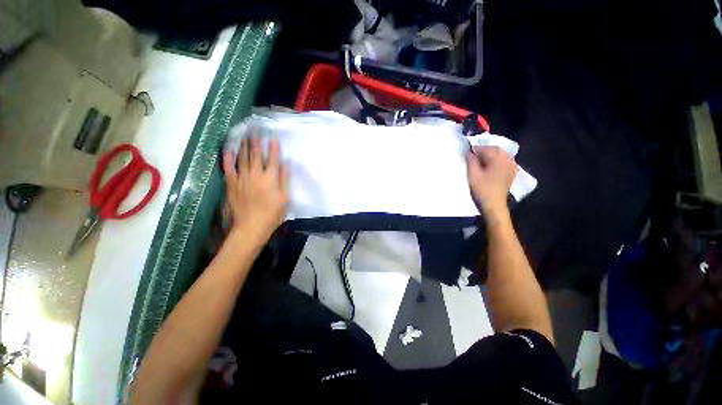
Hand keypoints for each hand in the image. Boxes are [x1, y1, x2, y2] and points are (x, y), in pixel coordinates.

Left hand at [223, 136, 288, 241]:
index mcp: (270, 178)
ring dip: (243, 144)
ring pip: (242, 157)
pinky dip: (228, 157)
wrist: (251, 226)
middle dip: (256, 141)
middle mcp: (255, 174)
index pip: (272, 158)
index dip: (273, 147)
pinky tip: (228, 149)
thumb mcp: (285, 198)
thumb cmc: (273, 213)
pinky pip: (228, 167)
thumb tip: (285, 163)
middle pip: (256, 154)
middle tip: (256, 128)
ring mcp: (241, 178)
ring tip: (244, 134)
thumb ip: (284, 179)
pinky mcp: (232, 183)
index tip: (273, 136)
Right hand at [466, 146, 517, 215]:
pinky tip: (489, 165)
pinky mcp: (511, 172)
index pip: (487, 148)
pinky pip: (504, 161)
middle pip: (495, 150)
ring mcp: (512, 166)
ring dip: (490, 155)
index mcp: (499, 159)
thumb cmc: (482, 189)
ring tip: (480, 161)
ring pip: (500, 155)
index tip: (467, 152)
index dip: (476, 148)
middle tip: (473, 156)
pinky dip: (496, 160)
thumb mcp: (473, 174)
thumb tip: (469, 152)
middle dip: (484, 151)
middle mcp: (508, 160)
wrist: (494, 205)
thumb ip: (471, 161)